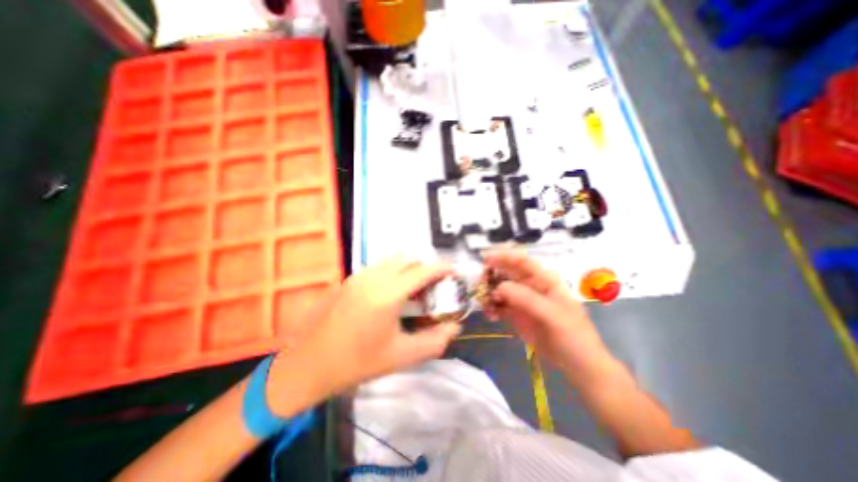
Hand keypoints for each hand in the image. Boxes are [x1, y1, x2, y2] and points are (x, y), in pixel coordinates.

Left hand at [268, 256, 458, 413]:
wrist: (308, 365)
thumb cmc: (357, 363)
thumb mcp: (401, 356)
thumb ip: (434, 342)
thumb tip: (454, 328)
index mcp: (388, 294)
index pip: (422, 271)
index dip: (440, 268)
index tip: (452, 270)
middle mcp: (373, 277)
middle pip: (407, 259)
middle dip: (424, 267)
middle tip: (432, 284)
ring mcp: (358, 276)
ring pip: (391, 260)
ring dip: (407, 267)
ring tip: (412, 288)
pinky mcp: (348, 279)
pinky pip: (377, 267)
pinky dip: (391, 271)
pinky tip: (389, 292)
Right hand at [482, 251, 617, 381]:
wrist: (578, 366)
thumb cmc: (573, 337)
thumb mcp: (553, 316)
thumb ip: (527, 299)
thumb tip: (499, 287)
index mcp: (544, 280)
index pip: (522, 261)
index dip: (503, 256)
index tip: (485, 259)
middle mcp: (530, 286)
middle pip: (506, 272)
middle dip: (491, 275)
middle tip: (479, 285)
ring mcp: (522, 300)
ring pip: (499, 289)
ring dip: (488, 293)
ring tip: (484, 305)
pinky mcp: (515, 314)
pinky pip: (498, 305)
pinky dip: (491, 307)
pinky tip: (490, 316)